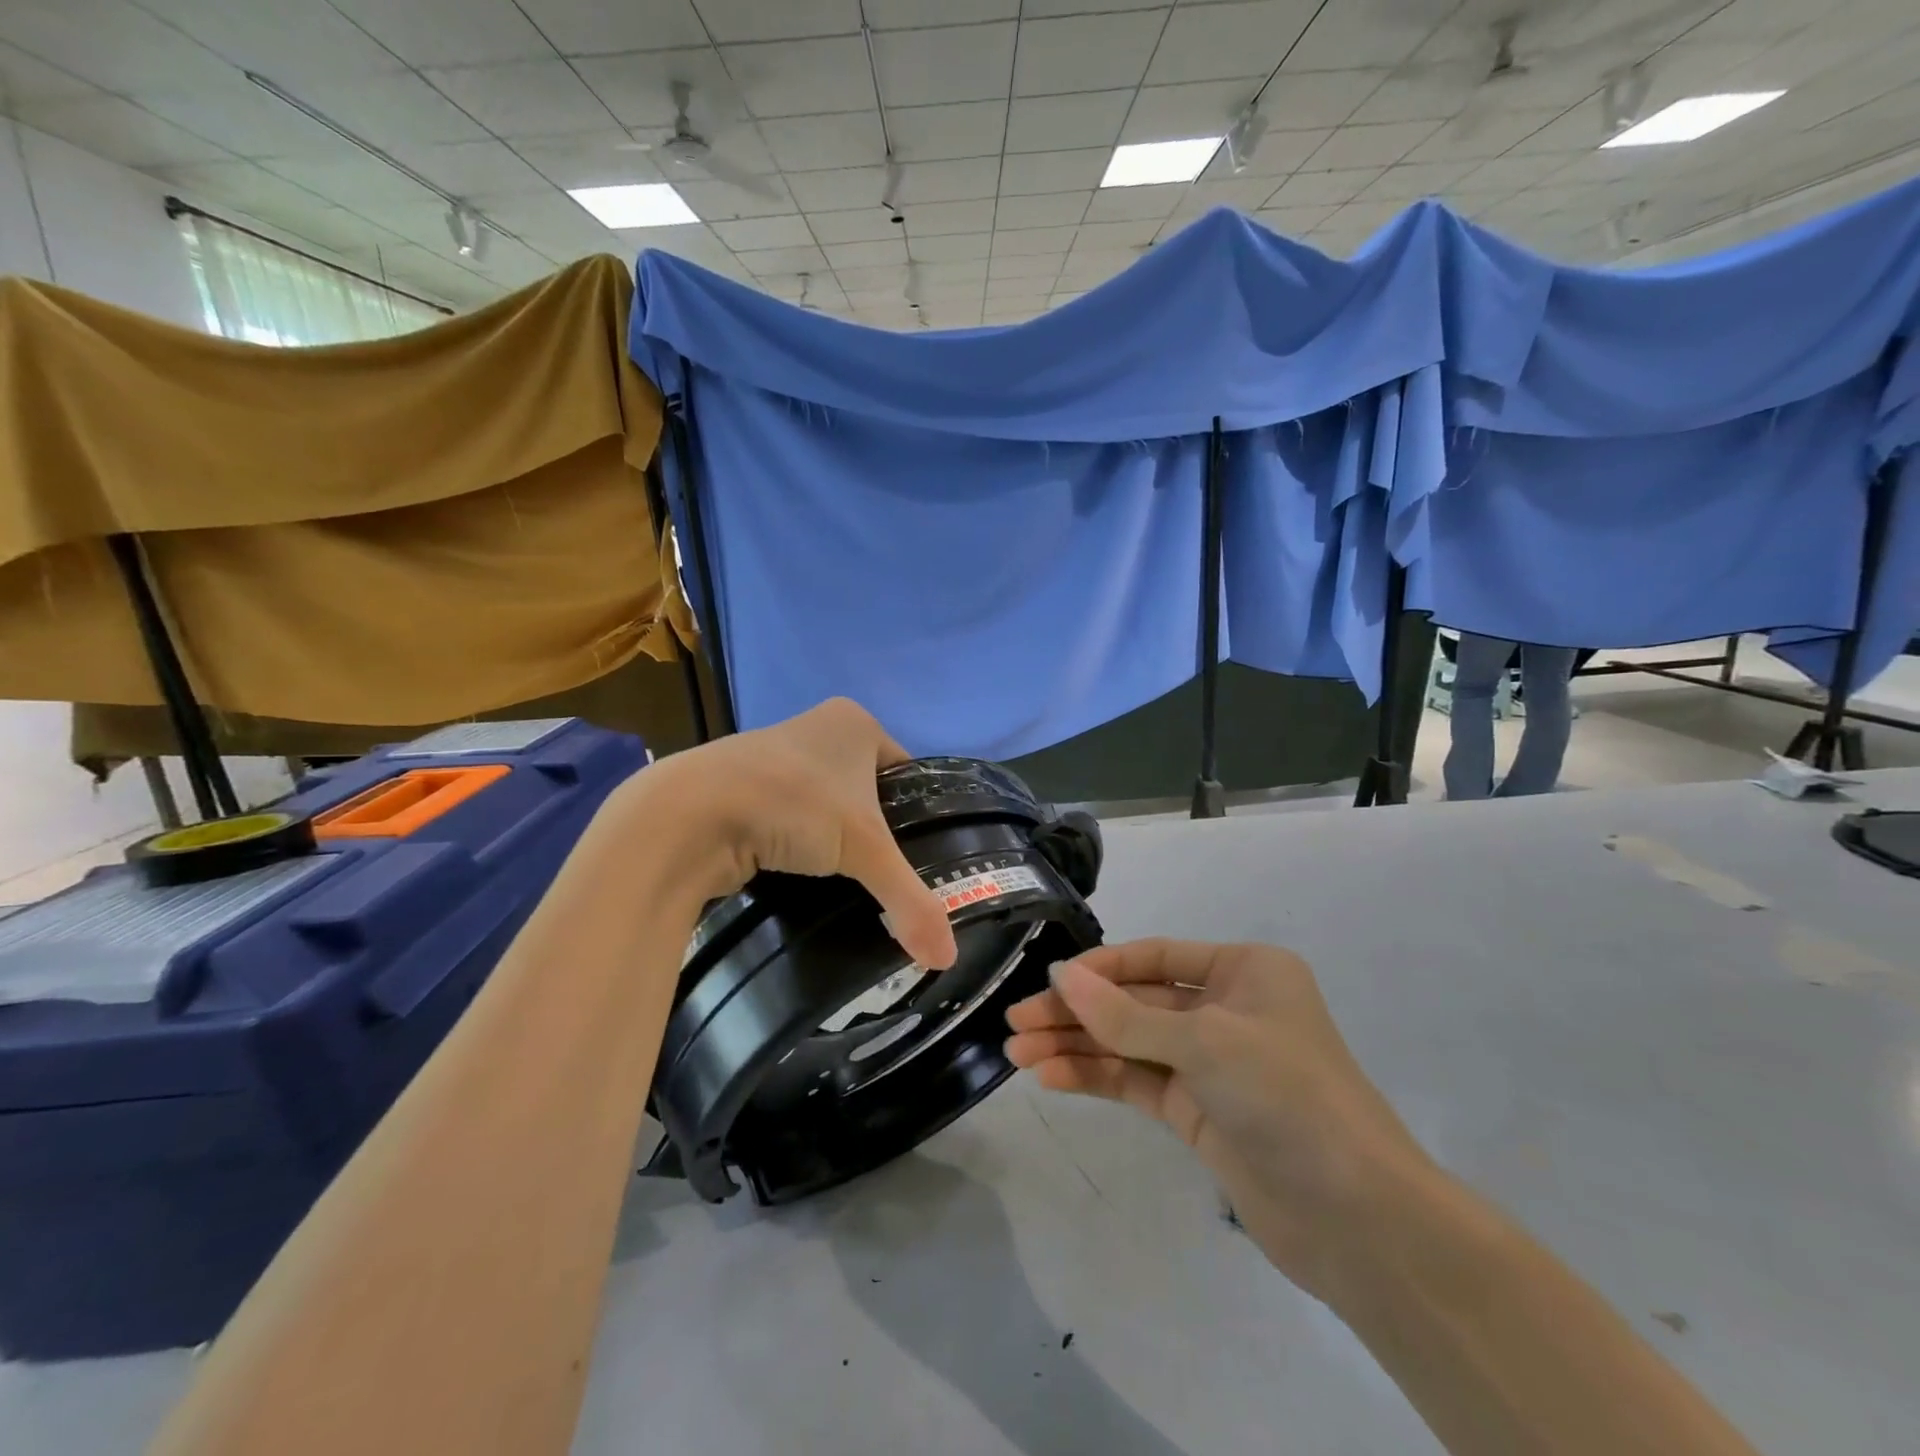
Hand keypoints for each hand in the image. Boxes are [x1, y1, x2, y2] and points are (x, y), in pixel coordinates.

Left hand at [626, 698, 957, 970]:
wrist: (688, 815)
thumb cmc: (792, 804)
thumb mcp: (864, 850)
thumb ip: (910, 901)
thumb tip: (947, 959)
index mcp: (854, 722)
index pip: (906, 771)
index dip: (917, 813)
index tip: (922, 856)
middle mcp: (815, 728)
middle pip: (866, 789)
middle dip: (874, 831)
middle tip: (885, 876)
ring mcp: (774, 756)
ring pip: (826, 805)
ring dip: (833, 839)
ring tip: (848, 881)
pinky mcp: (741, 788)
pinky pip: (789, 817)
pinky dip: (798, 844)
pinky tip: (804, 875)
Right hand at [1004, 940, 1431, 1299]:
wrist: (1358, 1220)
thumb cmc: (1288, 1097)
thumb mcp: (1204, 1042)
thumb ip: (1125, 1013)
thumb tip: (1061, 975)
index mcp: (1243, 971)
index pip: (1155, 956)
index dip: (1098, 969)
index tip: (1047, 983)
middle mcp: (1226, 1008)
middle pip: (1135, 1000)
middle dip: (1077, 1012)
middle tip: (1016, 1023)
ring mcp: (1211, 1062)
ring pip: (1130, 1042)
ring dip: (1077, 1046)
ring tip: (1017, 1054)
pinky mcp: (1199, 1111)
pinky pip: (1137, 1081)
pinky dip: (1096, 1077)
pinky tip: (1051, 1077)